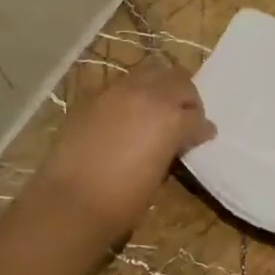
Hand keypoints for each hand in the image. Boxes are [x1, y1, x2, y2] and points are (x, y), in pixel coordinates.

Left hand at [33, 63, 214, 238]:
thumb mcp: (160, 173)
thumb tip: (174, 141)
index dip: (202, 128)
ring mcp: (117, 92)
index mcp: (171, 118)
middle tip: (185, 115)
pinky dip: (133, 93)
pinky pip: (122, 85)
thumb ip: (171, 147)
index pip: (196, 116)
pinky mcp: (93, 98)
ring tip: (158, 106)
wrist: (71, 202)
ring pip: (150, 72)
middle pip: (178, 81)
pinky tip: (128, 114)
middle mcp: (148, 95)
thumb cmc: (123, 200)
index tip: (204, 136)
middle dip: (187, 97)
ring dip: (160, 86)